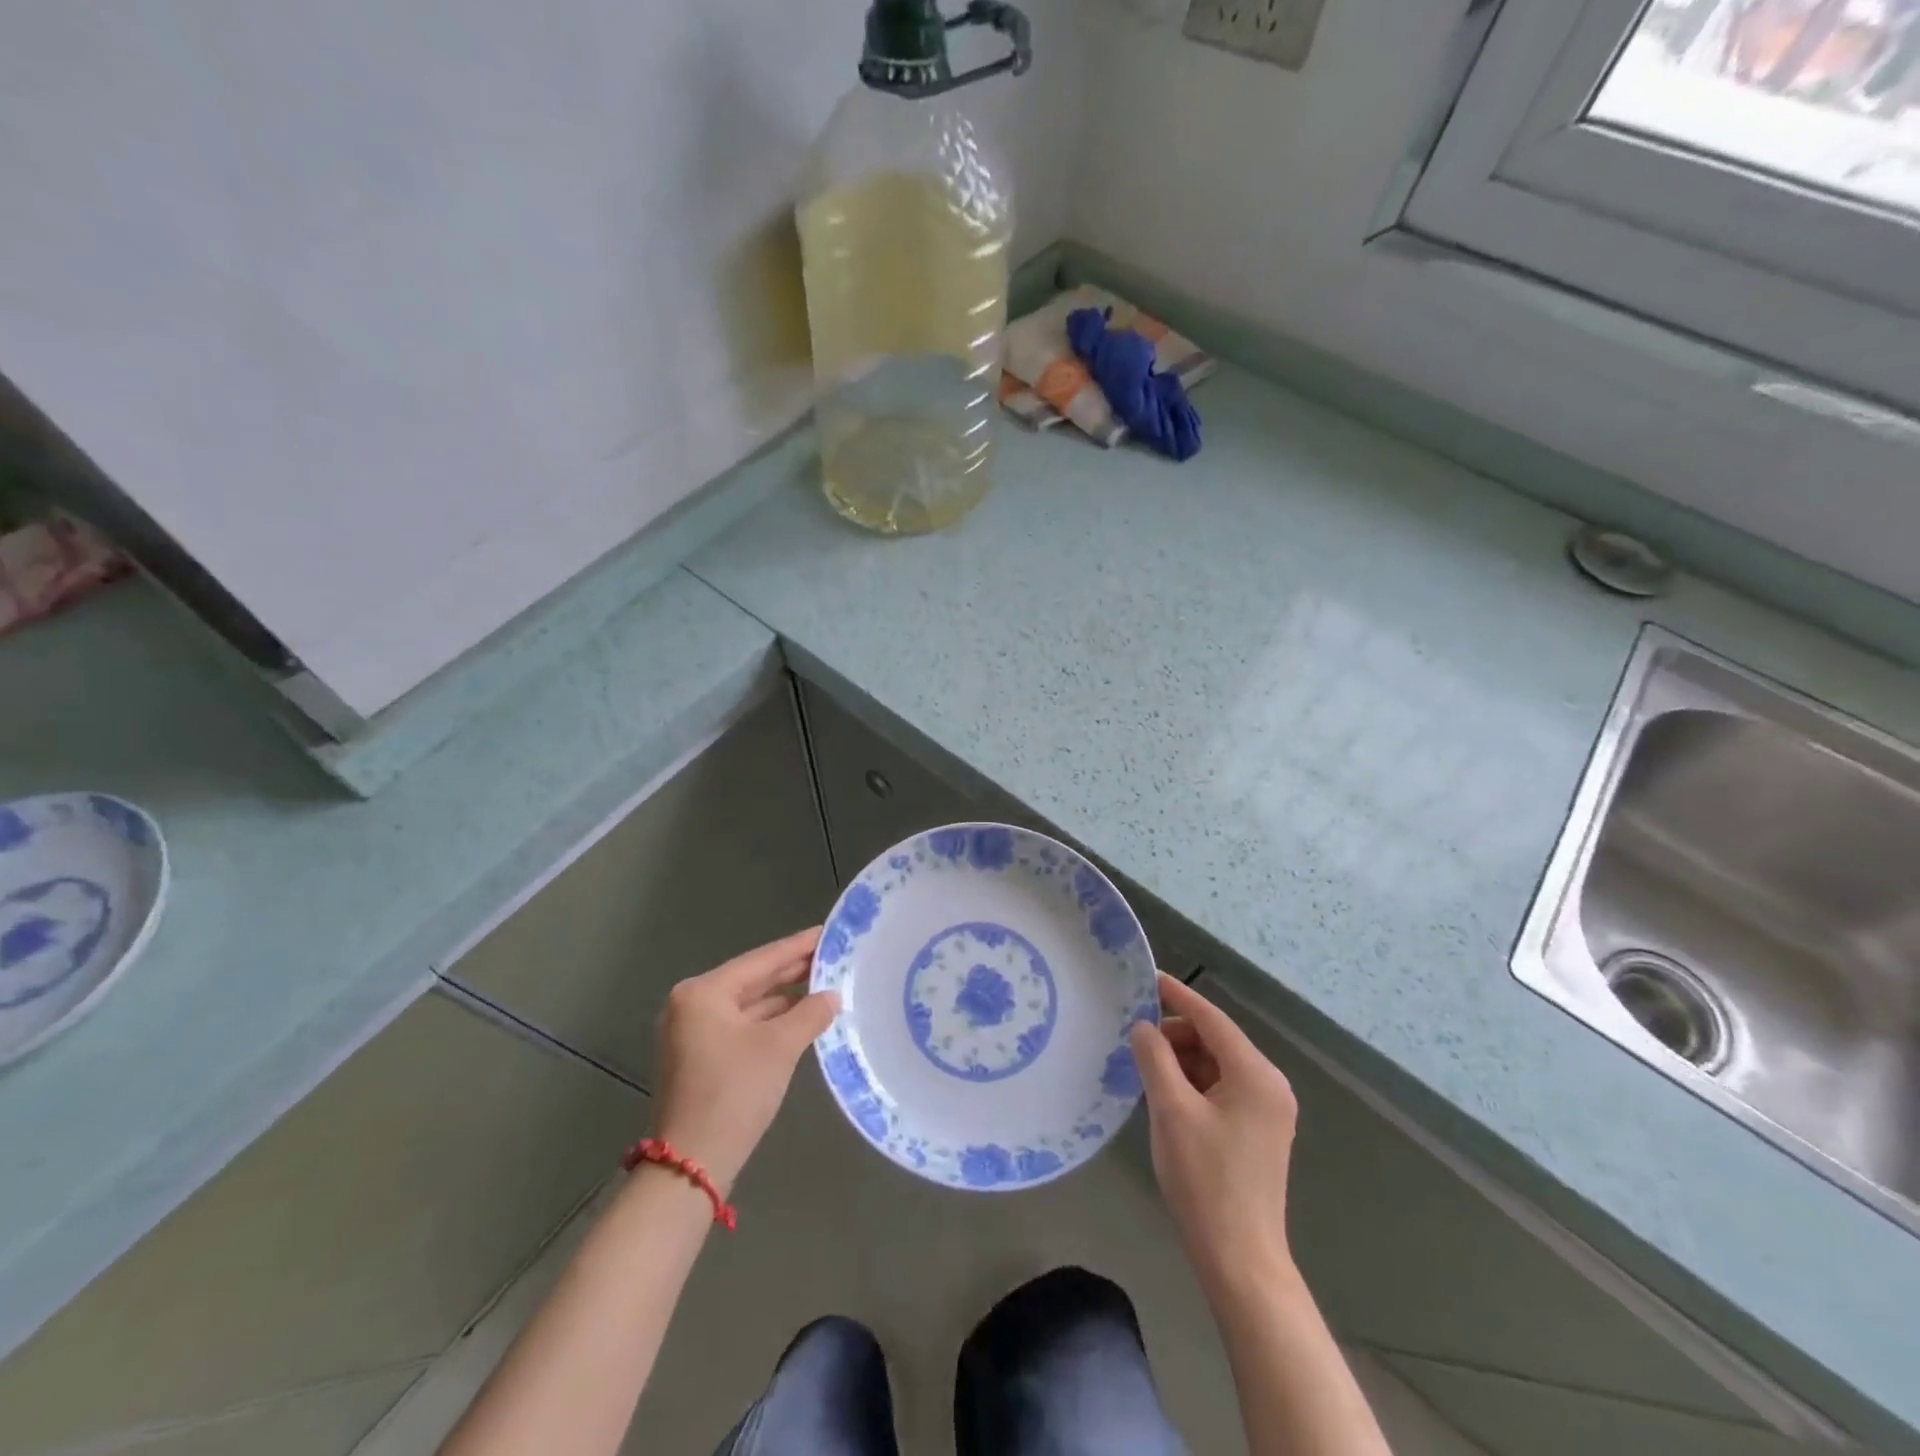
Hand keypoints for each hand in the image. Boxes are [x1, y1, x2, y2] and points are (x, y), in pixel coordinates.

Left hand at [651, 928, 836, 1195]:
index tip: (828, 931)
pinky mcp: (701, 1057)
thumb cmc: (733, 1093)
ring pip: (749, 1004)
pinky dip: (771, 1021)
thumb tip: (832, 996)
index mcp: (702, 992)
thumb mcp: (779, 1047)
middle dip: (793, 970)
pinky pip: (743, 1026)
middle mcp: (692, 1005)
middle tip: (833, 954)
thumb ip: (810, 1013)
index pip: (761, 960)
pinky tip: (801, 1017)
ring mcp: (693, 1032)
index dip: (798, 946)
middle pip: (753, 979)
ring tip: (825, 984)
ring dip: (785, 998)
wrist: (690, 1166)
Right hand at [1129, 973, 1299, 1297]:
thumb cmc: (1204, 1180)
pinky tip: (1166, 1096)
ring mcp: (1268, 1110)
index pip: (1212, 1019)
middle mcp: (1269, 1085)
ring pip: (1217, 1065)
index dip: (1178, 996)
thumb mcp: (1171, 1111)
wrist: (1241, 1261)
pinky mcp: (1259, 1131)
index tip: (1147, 977)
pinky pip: (1222, 1089)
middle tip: (1136, 1043)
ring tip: (1146, 1072)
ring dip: (1182, 1061)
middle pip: (1216, 1040)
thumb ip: (1154, 1057)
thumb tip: (1144, 1027)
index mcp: (1256, 1075)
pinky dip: (1194, 1084)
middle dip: (1176, 1035)